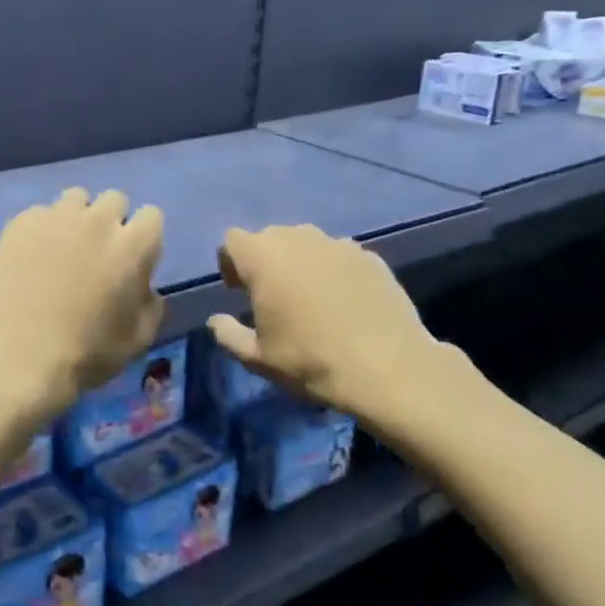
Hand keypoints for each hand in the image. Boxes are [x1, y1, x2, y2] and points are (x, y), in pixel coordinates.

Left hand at [0, 188, 164, 421]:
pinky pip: (39, 214)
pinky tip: (31, 258)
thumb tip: (144, 286)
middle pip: (114, 200)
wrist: (22, 356)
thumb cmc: (88, 353)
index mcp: (133, 246)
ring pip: (75, 198)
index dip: (143, 237)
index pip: (152, 215)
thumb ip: (150, 303)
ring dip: (76, 218)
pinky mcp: (21, 224)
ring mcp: (56, 218)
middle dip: (111, 221)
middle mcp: (98, 221)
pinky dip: (41, 230)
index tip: (131, 259)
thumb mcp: (139, 338)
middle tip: (96, 253)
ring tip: (62, 249)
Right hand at [206, 225, 466, 440]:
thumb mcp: (256, 358)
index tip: (239, 291)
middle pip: (270, 237)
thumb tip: (217, 321)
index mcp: (263, 258)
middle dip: (265, 260)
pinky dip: (332, 270)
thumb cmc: (309, 360)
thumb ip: (228, 334)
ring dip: (299, 262)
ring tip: (309, 296)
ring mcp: (338, 244)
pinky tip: (342, 302)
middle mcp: (299, 239)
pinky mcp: (370, 257)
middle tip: (272, 295)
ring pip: (306, 243)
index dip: (230, 263)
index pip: (232, 240)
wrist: (387, 368)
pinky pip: (338, 255)